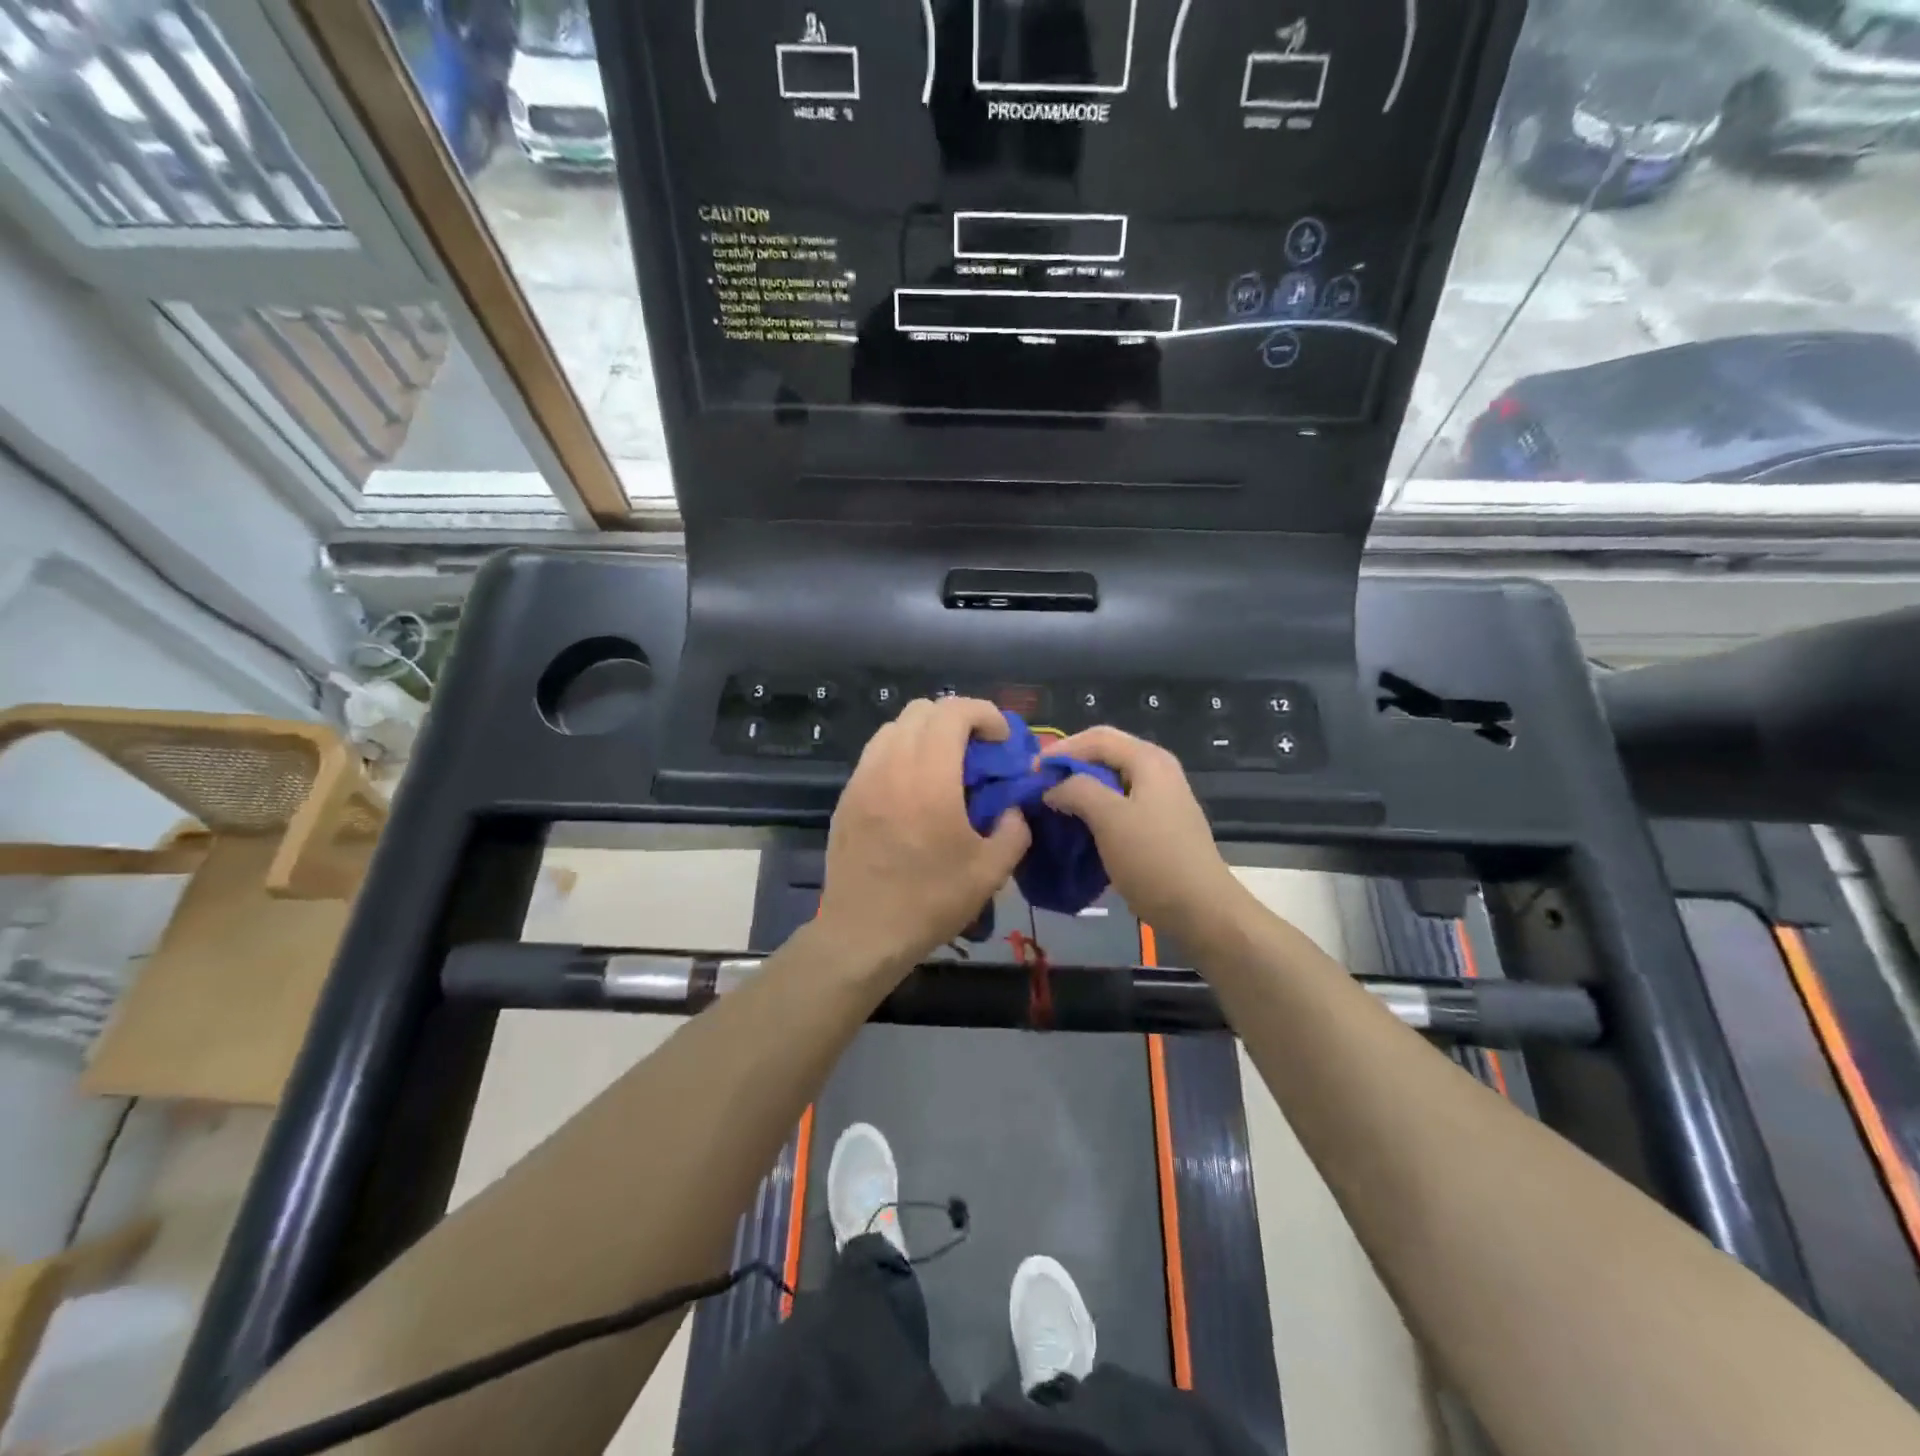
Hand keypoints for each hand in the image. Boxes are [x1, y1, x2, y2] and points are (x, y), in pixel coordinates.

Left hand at [818, 697, 1031, 971]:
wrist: (863, 933)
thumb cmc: (930, 901)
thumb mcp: (990, 871)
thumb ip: (1014, 829)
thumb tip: (1011, 808)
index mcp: (930, 778)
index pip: (954, 712)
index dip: (985, 713)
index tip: (1002, 740)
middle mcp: (891, 766)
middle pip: (922, 710)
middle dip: (957, 718)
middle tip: (978, 750)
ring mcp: (863, 779)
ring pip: (894, 727)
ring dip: (925, 732)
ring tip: (945, 765)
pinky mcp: (847, 796)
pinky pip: (876, 753)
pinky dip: (901, 752)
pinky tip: (914, 788)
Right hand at [1041, 726, 1246, 943]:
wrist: (1201, 910)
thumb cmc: (1153, 858)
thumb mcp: (1109, 818)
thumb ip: (1077, 790)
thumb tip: (1053, 787)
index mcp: (1149, 760)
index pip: (1096, 737)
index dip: (1061, 749)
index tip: (1031, 772)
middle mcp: (1157, 770)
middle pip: (1104, 754)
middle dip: (1070, 766)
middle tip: (1039, 785)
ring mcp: (1160, 798)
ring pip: (1111, 780)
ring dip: (1080, 788)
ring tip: (1052, 804)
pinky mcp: (1158, 824)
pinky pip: (1119, 803)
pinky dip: (1095, 808)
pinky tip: (1078, 825)